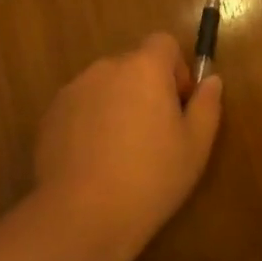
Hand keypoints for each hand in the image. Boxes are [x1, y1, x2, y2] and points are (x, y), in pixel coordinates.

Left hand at [32, 33, 223, 260]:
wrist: (81, 217)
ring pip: (106, 87)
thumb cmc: (150, 178)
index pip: (164, 43)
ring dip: (117, 105)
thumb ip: (207, 105)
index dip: (176, 69)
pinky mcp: (50, 116)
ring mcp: (73, 91)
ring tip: (121, 152)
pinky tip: (95, 161)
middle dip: (146, 89)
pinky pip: (81, 107)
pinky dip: (91, 123)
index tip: (178, 105)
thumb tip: (211, 81)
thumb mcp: (195, 146)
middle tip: (154, 134)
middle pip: (134, 65)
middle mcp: (106, 68)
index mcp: (144, 68)